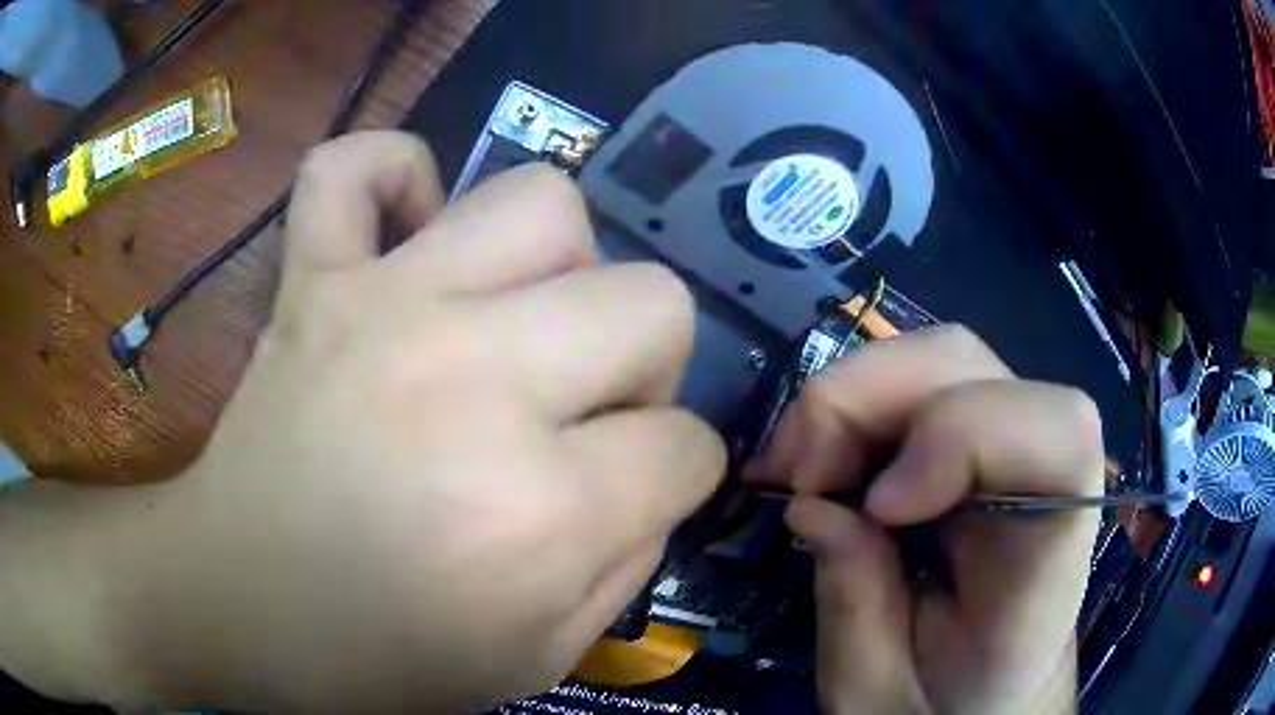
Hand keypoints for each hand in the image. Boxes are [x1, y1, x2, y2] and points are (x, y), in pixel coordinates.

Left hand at [0, 131, 724, 712]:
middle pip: (653, 300)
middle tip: (586, 404)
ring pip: (540, 201)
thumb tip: (657, 478)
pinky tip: (405, 229)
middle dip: (649, 362)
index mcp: (537, 513)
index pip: (687, 446)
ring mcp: (381, 306)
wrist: (235, 605)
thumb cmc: (378, 657)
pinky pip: (354, 166)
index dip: (677, 472)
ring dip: (559, 262)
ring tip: (514, 317)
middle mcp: (473, 382)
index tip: (633, 490)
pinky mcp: (309, 277)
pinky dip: (393, 173)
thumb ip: (629, 564)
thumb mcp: (539, 658)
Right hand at [746, 327, 1102, 714]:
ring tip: (798, 467)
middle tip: (796, 473)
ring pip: (941, 359)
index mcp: (1047, 555)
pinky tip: (819, 458)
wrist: (991, 698)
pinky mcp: (982, 442)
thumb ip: (855, 609)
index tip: (878, 507)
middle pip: (974, 367)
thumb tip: (815, 505)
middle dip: (868, 400)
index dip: (964, 435)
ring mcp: (1013, 447)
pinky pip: (920, 385)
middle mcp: (1045, 476)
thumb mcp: (879, 692)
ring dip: (851, 397)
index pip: (1059, 434)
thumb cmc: (946, 707)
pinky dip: (856, 406)